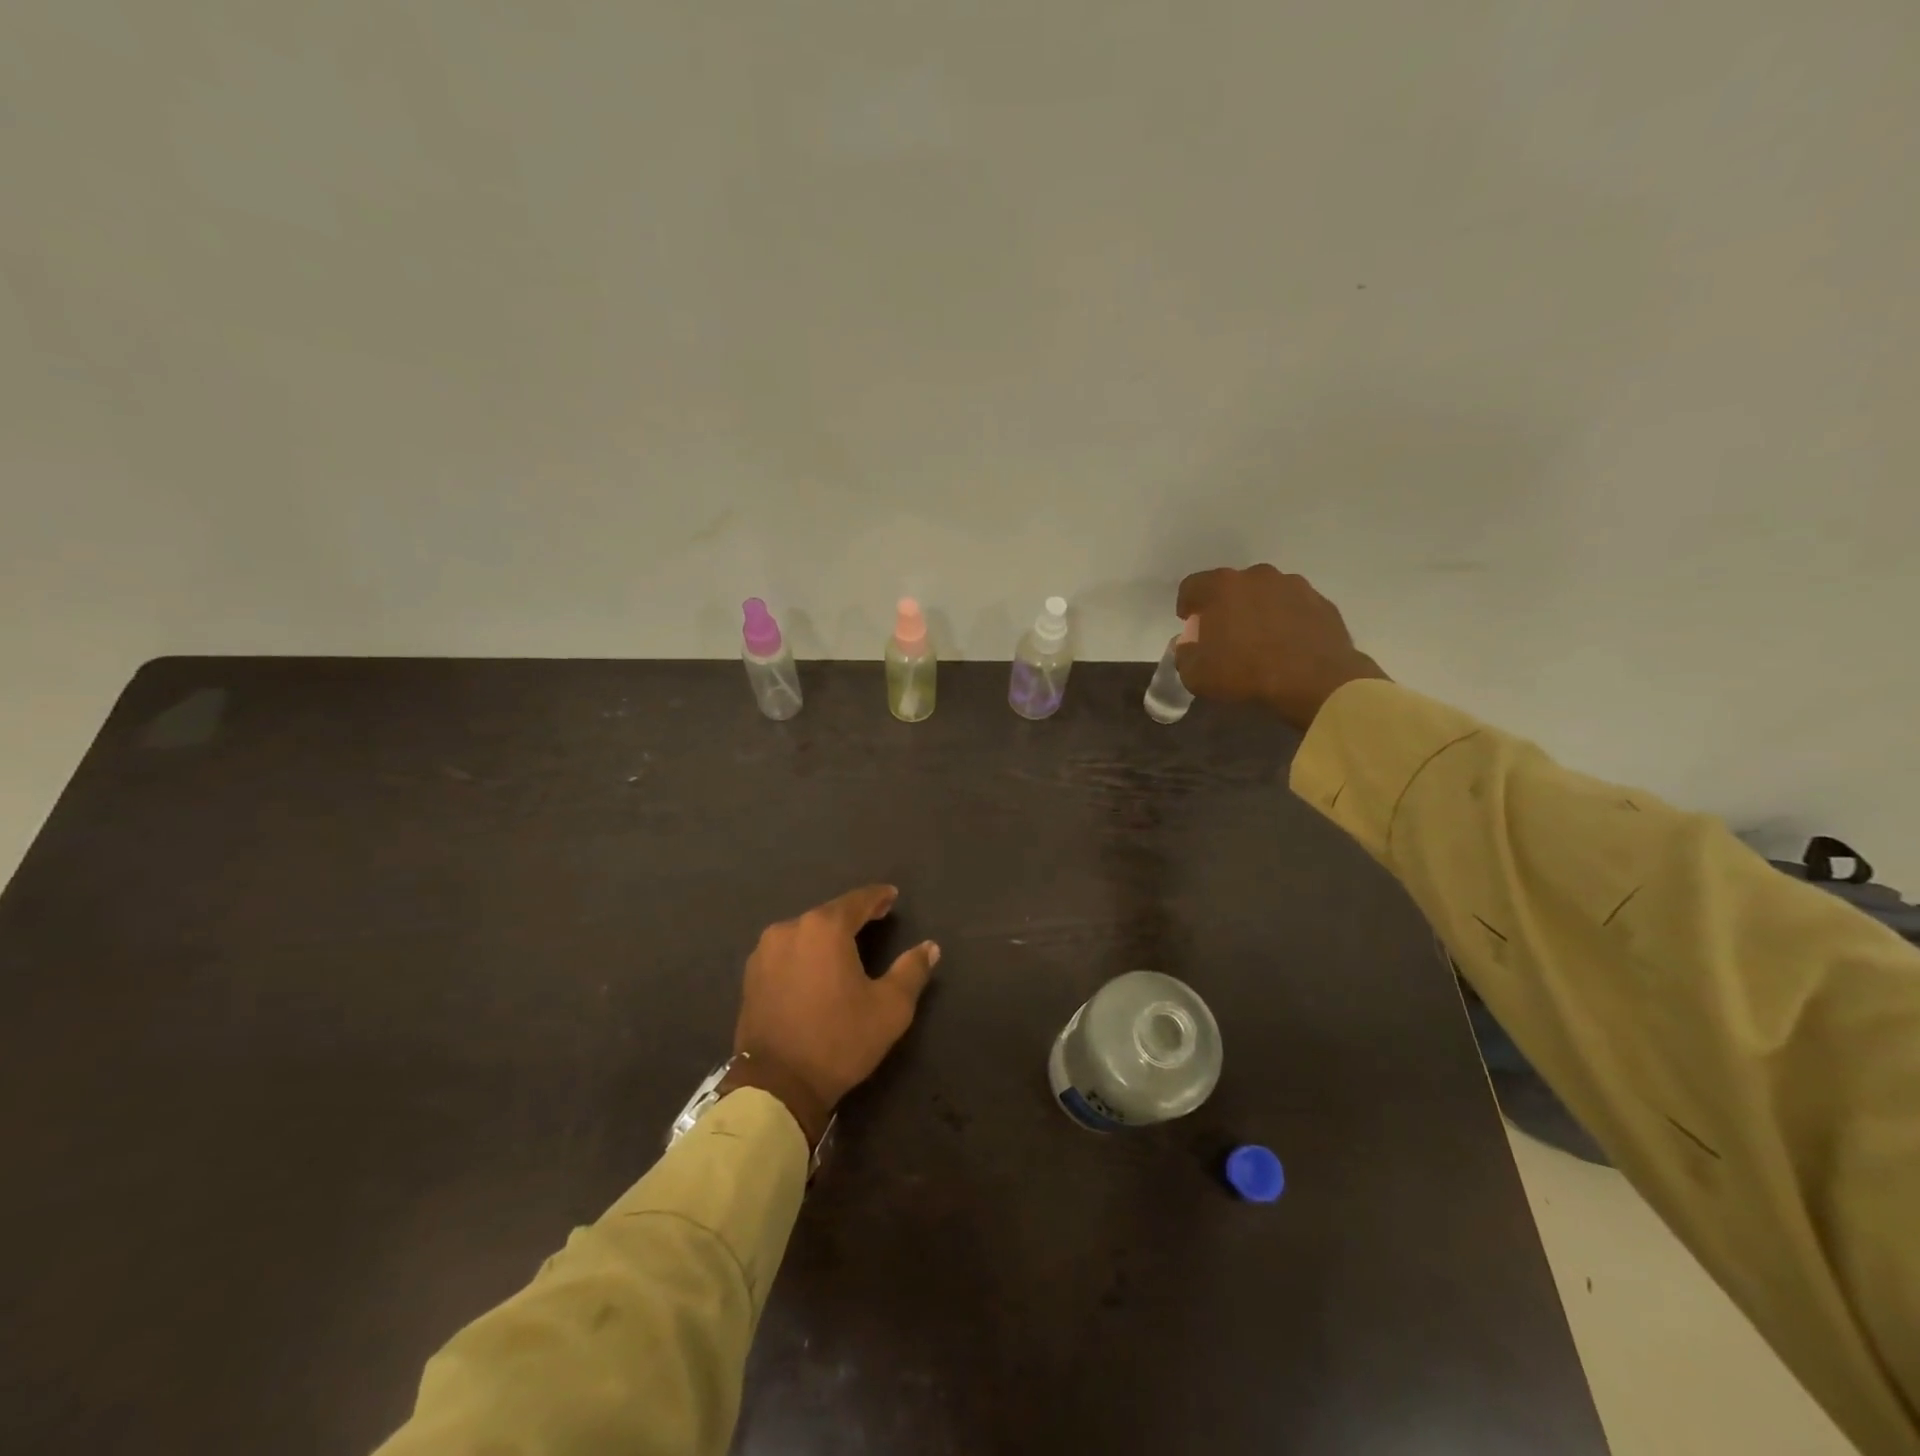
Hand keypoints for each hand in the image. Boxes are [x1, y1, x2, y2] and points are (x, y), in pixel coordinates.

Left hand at [725, 885, 939, 1146]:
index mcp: (825, 928)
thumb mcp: (890, 1008)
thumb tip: (930, 947)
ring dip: (826, 935)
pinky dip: (804, 953)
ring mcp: (764, 951)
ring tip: (845, 945)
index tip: (892, 895)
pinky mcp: (750, 975)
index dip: (878, 896)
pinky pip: (786, 952)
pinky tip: (815, 968)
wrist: (777, 1086)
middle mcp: (790, 928)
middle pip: (829, 914)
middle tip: (876, 919)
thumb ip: (912, 970)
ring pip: (805, 932)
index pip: (858, 901)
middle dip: (853, 916)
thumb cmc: (839, 1040)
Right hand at [1175, 564, 1388, 729]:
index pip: (1192, 586)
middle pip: (1231, 586)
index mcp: (1222, 587)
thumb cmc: (1245, 673)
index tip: (1189, 624)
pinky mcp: (1321, 602)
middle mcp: (1257, 576)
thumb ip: (1184, 655)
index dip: (1187, 605)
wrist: (1315, 682)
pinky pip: (1294, 607)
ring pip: (1265, 594)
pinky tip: (1286, 645)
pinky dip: (1286, 620)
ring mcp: (1294, 586)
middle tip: (1224, 634)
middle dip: (1224, 606)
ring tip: (1259, 640)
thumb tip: (1188, 646)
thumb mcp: (1196, 675)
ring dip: (1257, 610)